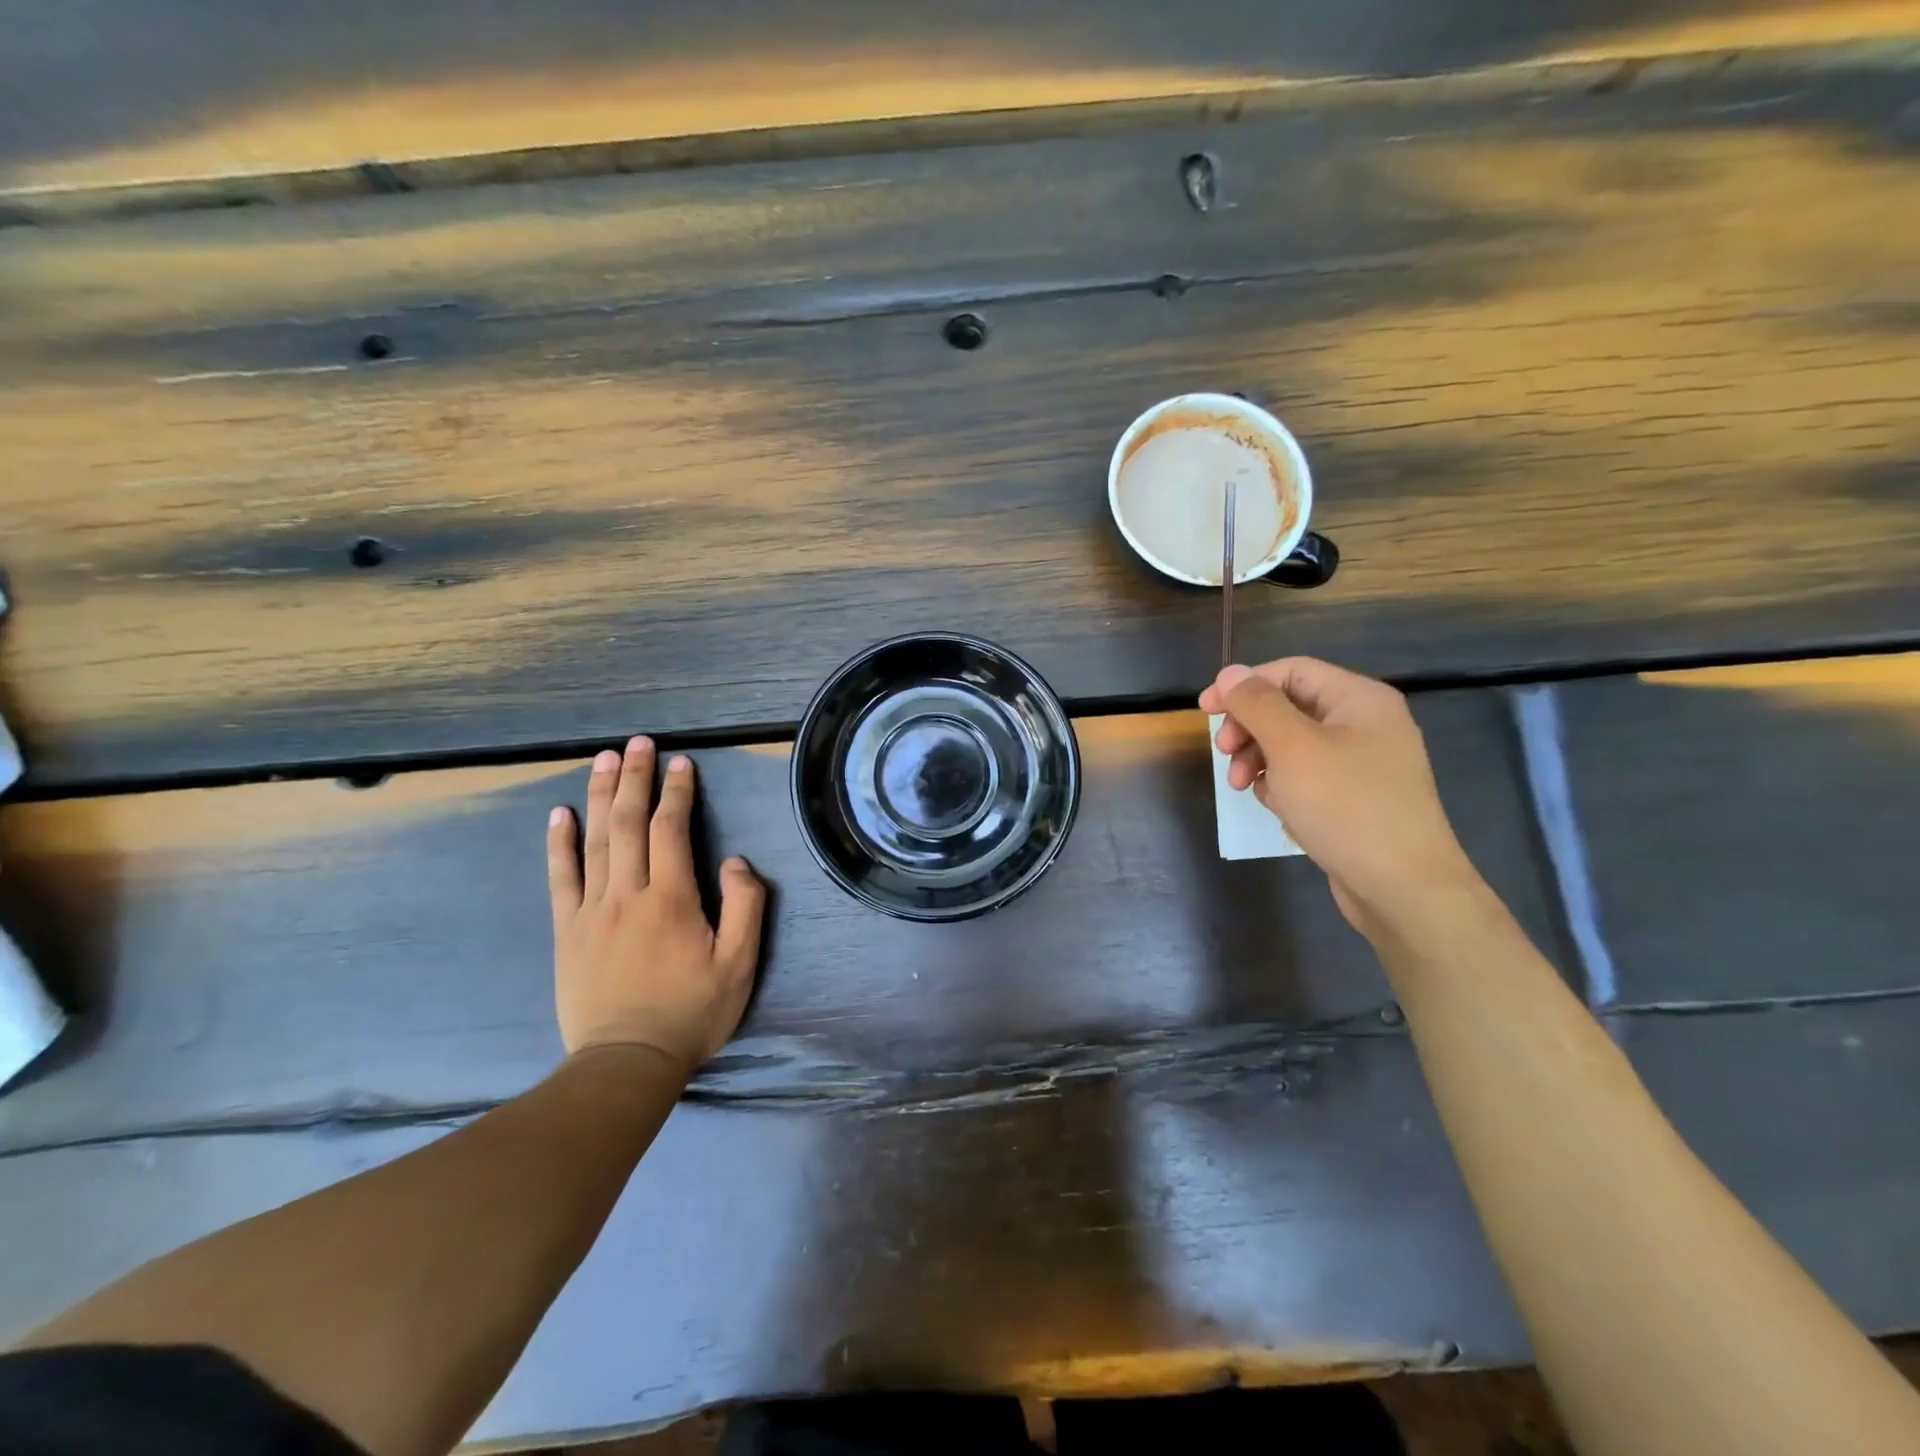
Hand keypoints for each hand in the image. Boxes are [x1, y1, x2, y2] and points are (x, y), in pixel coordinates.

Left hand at [546, 737, 765, 1074]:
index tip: (681, 763)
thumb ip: (745, 907)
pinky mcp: (567, 930)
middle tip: (639, 743)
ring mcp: (591, 910)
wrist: (626, 1063)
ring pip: (595, 840)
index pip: (672, 830)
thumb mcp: (739, 965)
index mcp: (672, 899)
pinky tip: (560, 814)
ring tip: (605, 760)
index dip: (677, 792)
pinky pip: (560, 878)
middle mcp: (627, 894)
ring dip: (601, 796)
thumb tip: (734, 861)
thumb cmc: (691, 1013)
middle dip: (636, 779)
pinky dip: (559, 842)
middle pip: (629, 824)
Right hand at [1199, 658, 1479, 936]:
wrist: (1403, 888)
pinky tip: (1277, 807)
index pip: (1290, 671)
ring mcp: (1361, 764)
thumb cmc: (1346, 806)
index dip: (1244, 685)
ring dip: (1259, 760)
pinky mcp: (1354, 799)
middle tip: (1224, 755)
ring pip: (1292, 746)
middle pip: (1289, 708)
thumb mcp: (1292, 747)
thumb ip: (1257, 704)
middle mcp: (1364, 725)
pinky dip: (1283, 786)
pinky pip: (1306, 777)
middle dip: (1250, 728)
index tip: (1205, 711)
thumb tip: (1229, 672)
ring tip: (1243, 788)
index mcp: (1359, 700)